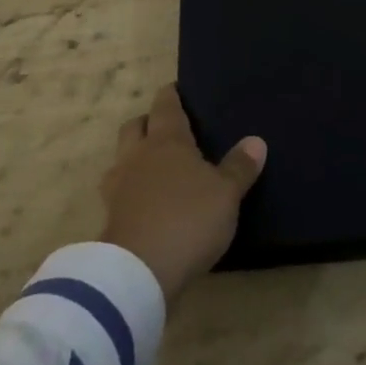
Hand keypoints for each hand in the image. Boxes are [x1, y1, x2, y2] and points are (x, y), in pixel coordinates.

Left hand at [100, 85, 266, 303]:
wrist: (137, 274)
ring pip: (120, 159)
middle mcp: (138, 156)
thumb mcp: (226, 194)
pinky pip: (117, 194)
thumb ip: (240, 167)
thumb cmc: (187, 220)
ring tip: (152, 169)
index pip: (165, 105)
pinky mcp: (109, 220)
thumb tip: (256, 140)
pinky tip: (143, 204)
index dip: (170, 95)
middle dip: (147, 123)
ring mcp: (118, 188)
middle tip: (165, 128)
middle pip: (134, 126)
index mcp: (167, 141)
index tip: (177, 90)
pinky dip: (129, 193)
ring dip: (133, 158)